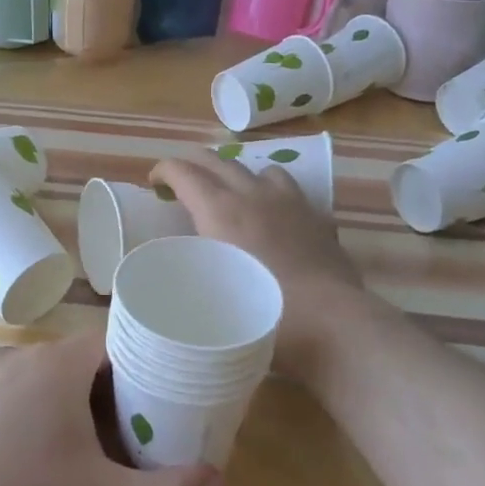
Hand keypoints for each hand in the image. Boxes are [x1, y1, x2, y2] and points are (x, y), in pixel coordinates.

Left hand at [0, 332, 222, 485]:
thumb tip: (220, 483)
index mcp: (57, 365)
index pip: (114, 341)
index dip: (143, 363)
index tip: (160, 395)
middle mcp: (19, 357)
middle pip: (79, 360)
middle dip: (109, 388)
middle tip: (130, 429)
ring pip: (42, 377)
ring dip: (68, 400)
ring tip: (84, 444)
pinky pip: (8, 394)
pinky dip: (29, 412)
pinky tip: (28, 456)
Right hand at [150, 151, 366, 374]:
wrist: (330, 324)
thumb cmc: (262, 315)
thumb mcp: (210, 295)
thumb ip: (194, 270)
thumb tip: (185, 265)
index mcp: (220, 210)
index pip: (183, 172)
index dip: (164, 170)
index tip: (153, 181)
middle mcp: (253, 195)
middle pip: (218, 161)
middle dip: (194, 164)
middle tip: (181, 180)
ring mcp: (290, 203)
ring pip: (260, 170)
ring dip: (239, 176)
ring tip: (233, 196)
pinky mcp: (317, 218)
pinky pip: (291, 193)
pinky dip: (274, 197)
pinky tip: (275, 219)